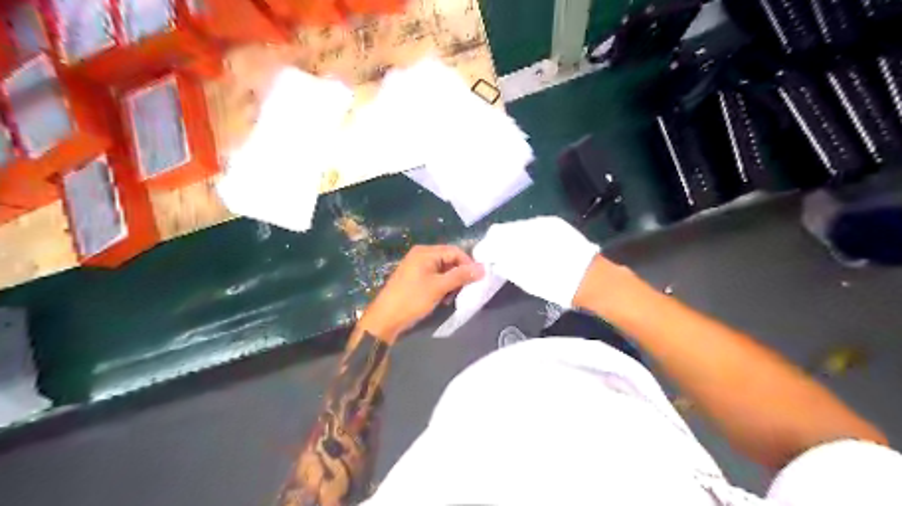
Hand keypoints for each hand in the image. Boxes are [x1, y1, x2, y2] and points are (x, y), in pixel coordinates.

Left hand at [359, 244, 486, 339]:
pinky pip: (434, 276)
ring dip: (451, 282)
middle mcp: (421, 255)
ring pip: (443, 269)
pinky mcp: (414, 278)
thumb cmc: (412, 299)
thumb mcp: (439, 287)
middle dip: (459, 274)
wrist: (385, 318)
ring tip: (451, 297)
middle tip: (463, 290)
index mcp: (425, 252)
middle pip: (449, 259)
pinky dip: (442, 286)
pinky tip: (442, 298)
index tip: (477, 280)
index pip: (455, 251)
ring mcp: (416, 266)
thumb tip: (483, 268)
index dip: (468, 264)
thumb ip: (461, 276)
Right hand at [474, 215, 596, 306]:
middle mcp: (530, 225)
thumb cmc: (555, 284)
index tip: (484, 257)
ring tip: (514, 252)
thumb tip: (496, 260)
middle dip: (498, 241)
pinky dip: (527, 236)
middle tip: (496, 255)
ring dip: (512, 238)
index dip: (486, 246)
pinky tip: (531, 247)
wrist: (590, 278)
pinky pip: (533, 226)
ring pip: (519, 226)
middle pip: (505, 228)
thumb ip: (506, 266)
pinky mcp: (556, 224)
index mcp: (520, 240)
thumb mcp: (525, 279)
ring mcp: (544, 223)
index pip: (494, 236)